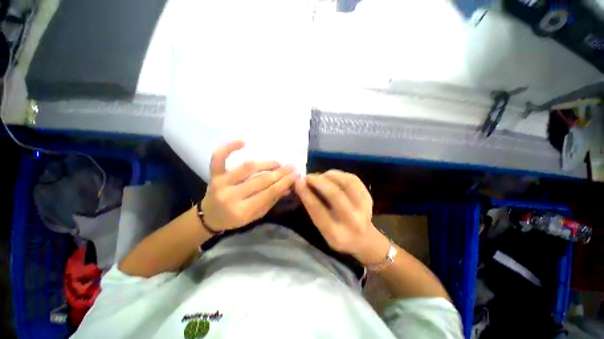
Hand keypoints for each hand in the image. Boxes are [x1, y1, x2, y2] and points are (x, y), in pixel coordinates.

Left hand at [201, 141, 297, 230]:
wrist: (210, 217)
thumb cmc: (235, 219)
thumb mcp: (256, 214)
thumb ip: (272, 200)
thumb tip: (288, 187)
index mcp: (242, 210)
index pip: (269, 192)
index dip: (284, 182)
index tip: (296, 175)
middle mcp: (231, 196)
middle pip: (260, 180)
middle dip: (279, 173)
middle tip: (291, 167)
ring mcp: (220, 183)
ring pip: (247, 168)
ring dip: (265, 164)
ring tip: (277, 163)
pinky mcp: (213, 175)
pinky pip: (218, 158)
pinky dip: (228, 148)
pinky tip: (242, 142)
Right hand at [295, 170, 389, 264]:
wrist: (363, 239)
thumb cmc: (337, 235)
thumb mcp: (322, 229)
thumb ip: (313, 209)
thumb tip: (303, 185)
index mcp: (336, 234)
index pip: (317, 210)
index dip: (306, 193)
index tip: (298, 181)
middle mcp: (353, 222)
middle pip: (335, 194)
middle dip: (318, 181)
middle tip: (308, 176)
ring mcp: (364, 208)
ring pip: (346, 183)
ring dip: (329, 175)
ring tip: (320, 176)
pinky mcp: (368, 197)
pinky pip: (353, 179)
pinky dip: (339, 174)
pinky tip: (331, 176)